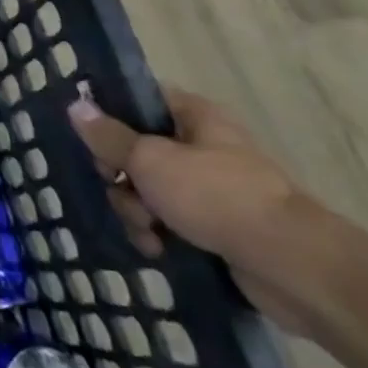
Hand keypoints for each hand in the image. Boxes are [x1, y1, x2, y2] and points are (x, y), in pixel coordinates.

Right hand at [67, 88, 316, 333]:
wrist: (292, 267)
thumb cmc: (216, 196)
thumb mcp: (149, 160)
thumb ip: (109, 136)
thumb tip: (75, 105)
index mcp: (193, 116)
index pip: (139, 100)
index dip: (109, 114)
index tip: (89, 137)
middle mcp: (202, 147)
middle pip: (136, 150)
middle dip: (120, 176)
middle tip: (120, 188)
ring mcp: (211, 190)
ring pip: (149, 190)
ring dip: (136, 211)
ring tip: (147, 230)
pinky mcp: (217, 229)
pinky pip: (170, 223)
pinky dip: (158, 235)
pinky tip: (157, 250)